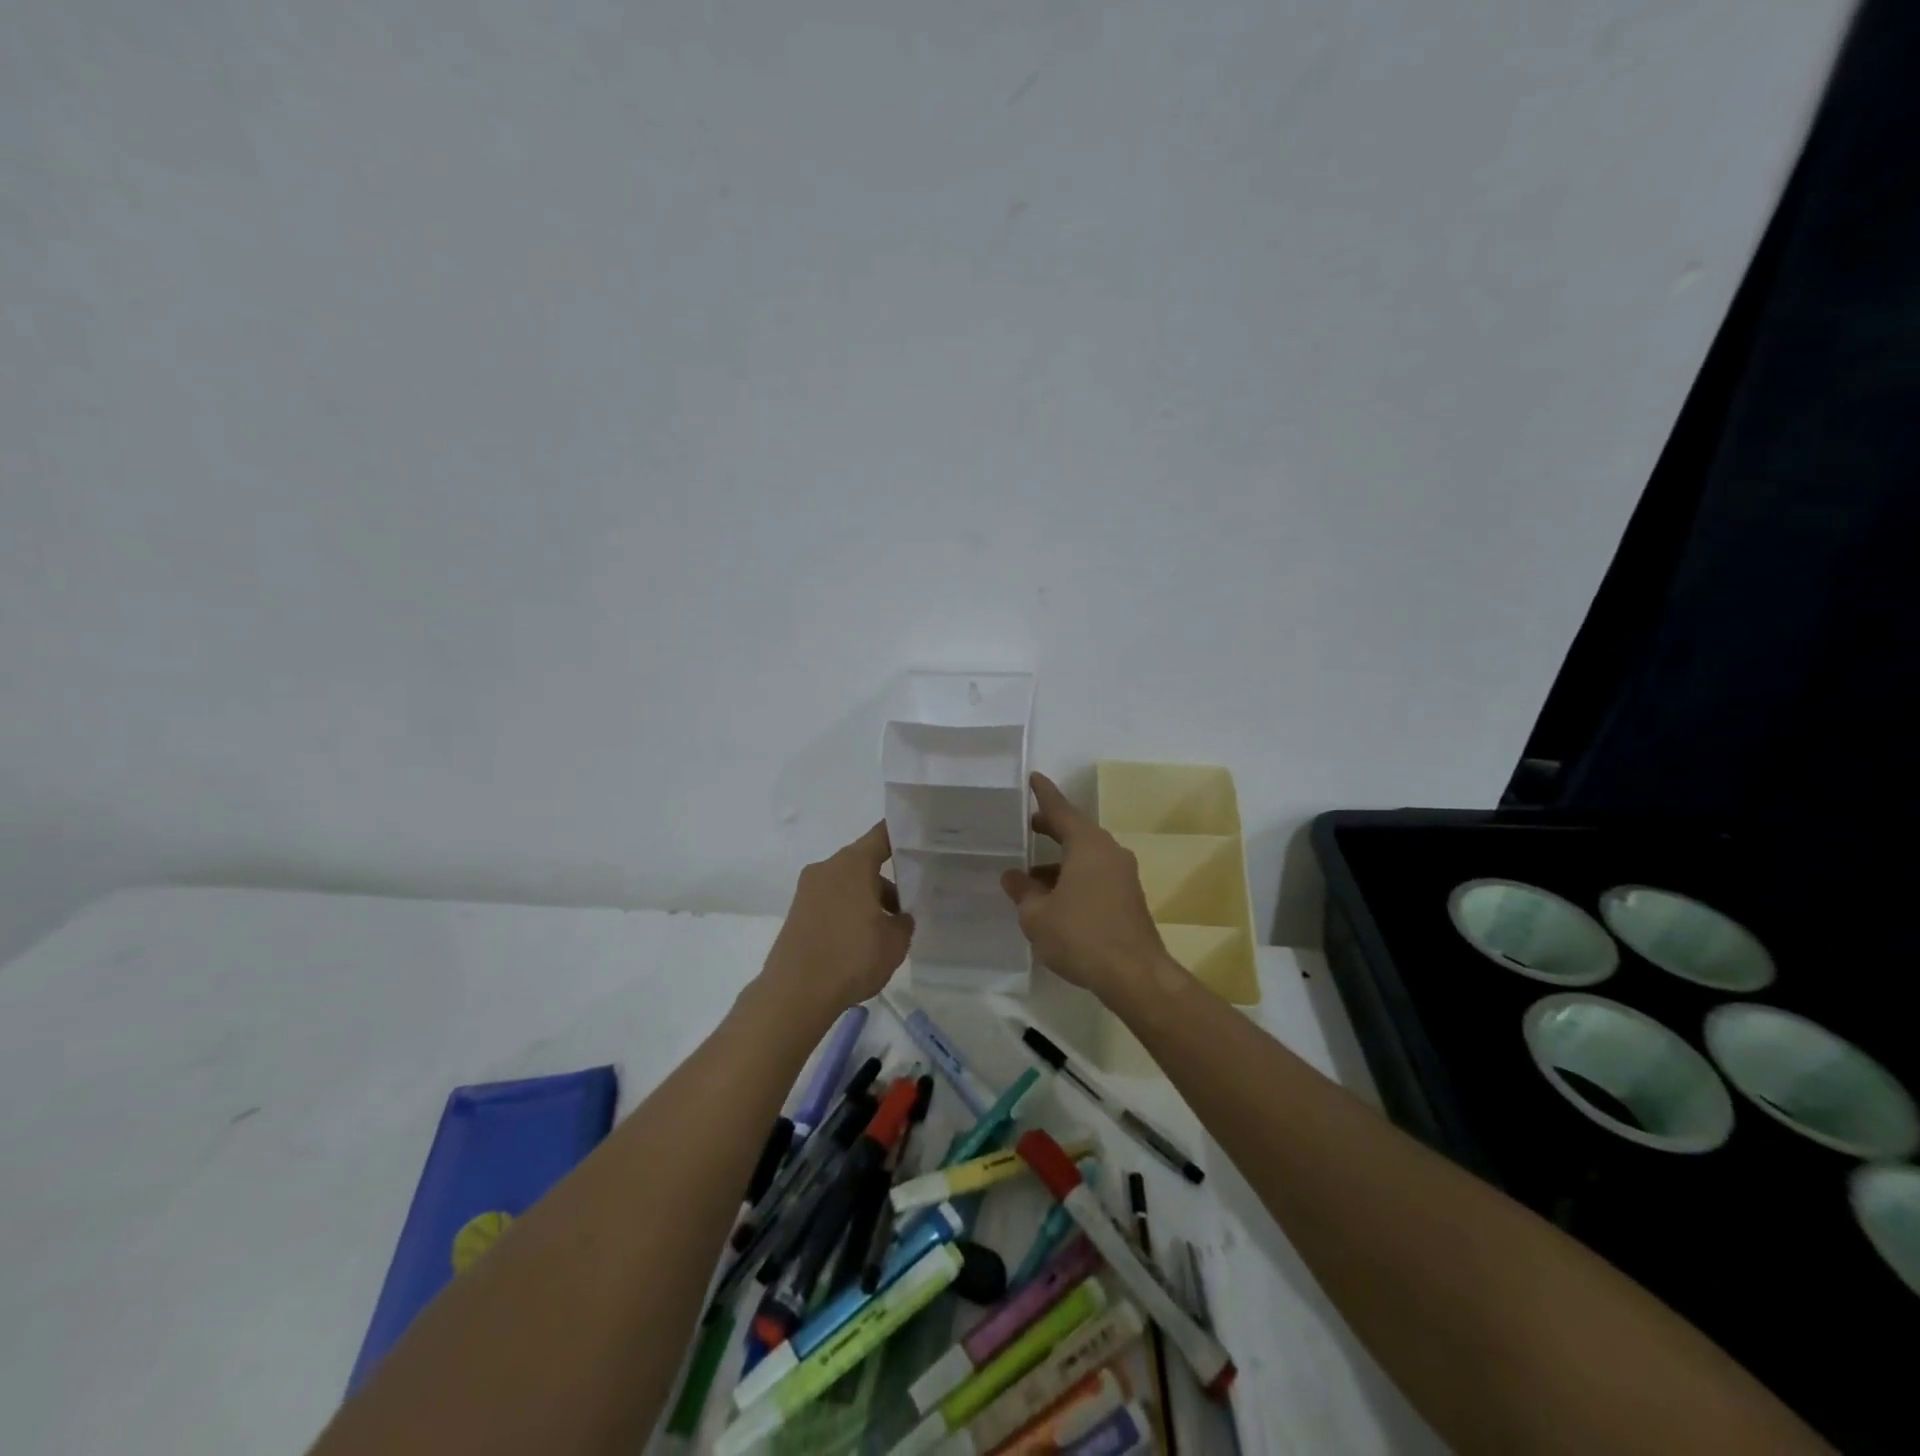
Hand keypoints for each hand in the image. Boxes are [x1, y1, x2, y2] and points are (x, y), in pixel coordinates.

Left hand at [761, 822, 914, 1016]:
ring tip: (887, 930)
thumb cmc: (852, 958)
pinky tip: (862, 941)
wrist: (795, 994)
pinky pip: (831, 901)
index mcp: (853, 864)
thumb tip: (900, 917)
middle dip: (888, 880)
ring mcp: (808, 890)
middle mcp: (827, 868)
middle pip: (864, 863)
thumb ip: (904, 922)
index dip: (903, 836)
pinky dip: (848, 912)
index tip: (921, 843)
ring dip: (868, 899)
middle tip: (911, 901)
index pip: (882, 835)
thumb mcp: (895, 942)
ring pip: (847, 884)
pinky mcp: (797, 913)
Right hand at [1001, 772, 1167, 1004]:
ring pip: (1086, 856)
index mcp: (1087, 845)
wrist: (1134, 975)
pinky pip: (1095, 875)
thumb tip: (1013, 876)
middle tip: (1027, 825)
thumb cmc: (1081, 936)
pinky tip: (1055, 898)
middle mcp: (1109, 852)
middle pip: (1076, 831)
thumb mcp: (1037, 915)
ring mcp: (1123, 875)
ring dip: (1060, 860)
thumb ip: (1023, 891)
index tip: (1033, 778)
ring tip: (1031, 874)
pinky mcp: (1128, 898)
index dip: (1044, 794)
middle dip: (1051, 828)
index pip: (1061, 809)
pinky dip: (1074, 877)